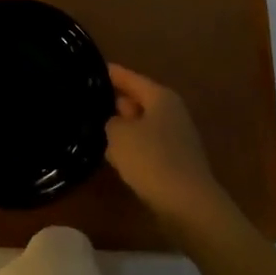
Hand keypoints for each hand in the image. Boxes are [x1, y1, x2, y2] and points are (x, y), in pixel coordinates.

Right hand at [105, 64, 232, 231]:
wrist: (189, 207)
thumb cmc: (152, 160)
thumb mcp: (119, 134)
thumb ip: (110, 121)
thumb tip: (113, 122)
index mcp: (160, 97)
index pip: (129, 77)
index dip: (109, 73)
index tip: (90, 68)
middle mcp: (171, 112)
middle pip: (137, 100)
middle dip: (114, 101)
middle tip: (86, 101)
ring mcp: (176, 139)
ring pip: (140, 126)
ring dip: (122, 128)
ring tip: (93, 127)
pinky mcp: (175, 163)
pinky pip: (146, 147)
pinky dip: (131, 149)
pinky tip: (113, 156)